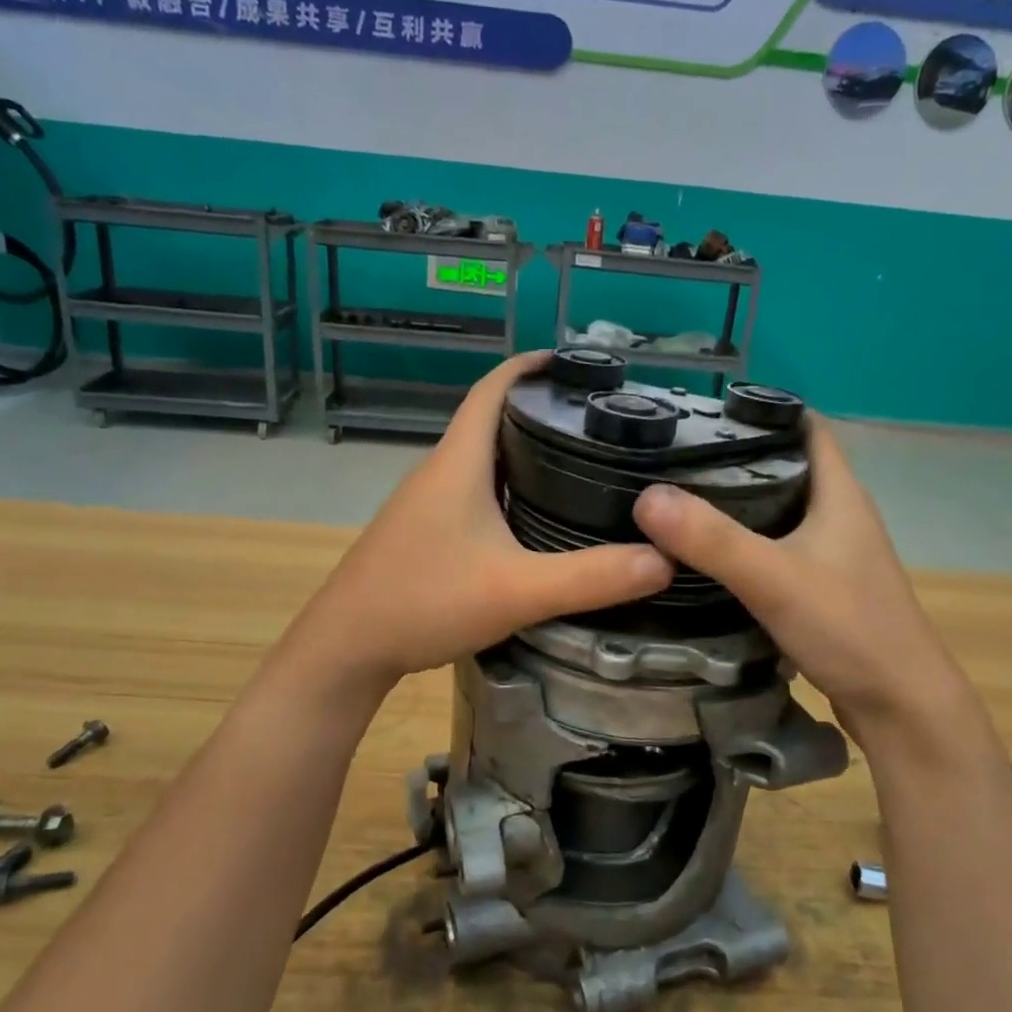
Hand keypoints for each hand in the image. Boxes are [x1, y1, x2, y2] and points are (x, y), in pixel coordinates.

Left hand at [292, 353, 673, 687]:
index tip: (579, 364)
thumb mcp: (516, 591)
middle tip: (599, 422)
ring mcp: (427, 503)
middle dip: (541, 411)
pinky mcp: (424, 532)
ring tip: (580, 464)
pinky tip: (535, 518)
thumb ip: (591, 577)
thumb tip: (664, 560)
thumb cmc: (424, 602)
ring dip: (525, 452)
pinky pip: (474, 492)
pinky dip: (509, 488)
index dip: (532, 366)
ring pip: (483, 460)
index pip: (493, 387)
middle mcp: (440, 471)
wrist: (347, 647)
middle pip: (492, 420)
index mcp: (459, 462)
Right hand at [632, 416, 971, 740]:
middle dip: (734, 457)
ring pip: (779, 511)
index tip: (703, 412)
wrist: (902, 707)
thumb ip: (712, 539)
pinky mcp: (823, 588)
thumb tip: (646, 497)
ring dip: (736, 503)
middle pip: (785, 467)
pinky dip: (744, 544)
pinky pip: (776, 549)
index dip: (762, 410)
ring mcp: (833, 554)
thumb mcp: (774, 578)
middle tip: (673, 457)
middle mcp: (840, 515)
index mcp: (840, 494)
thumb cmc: (849, 629)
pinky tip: (706, 556)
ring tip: (678, 499)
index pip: (805, 426)